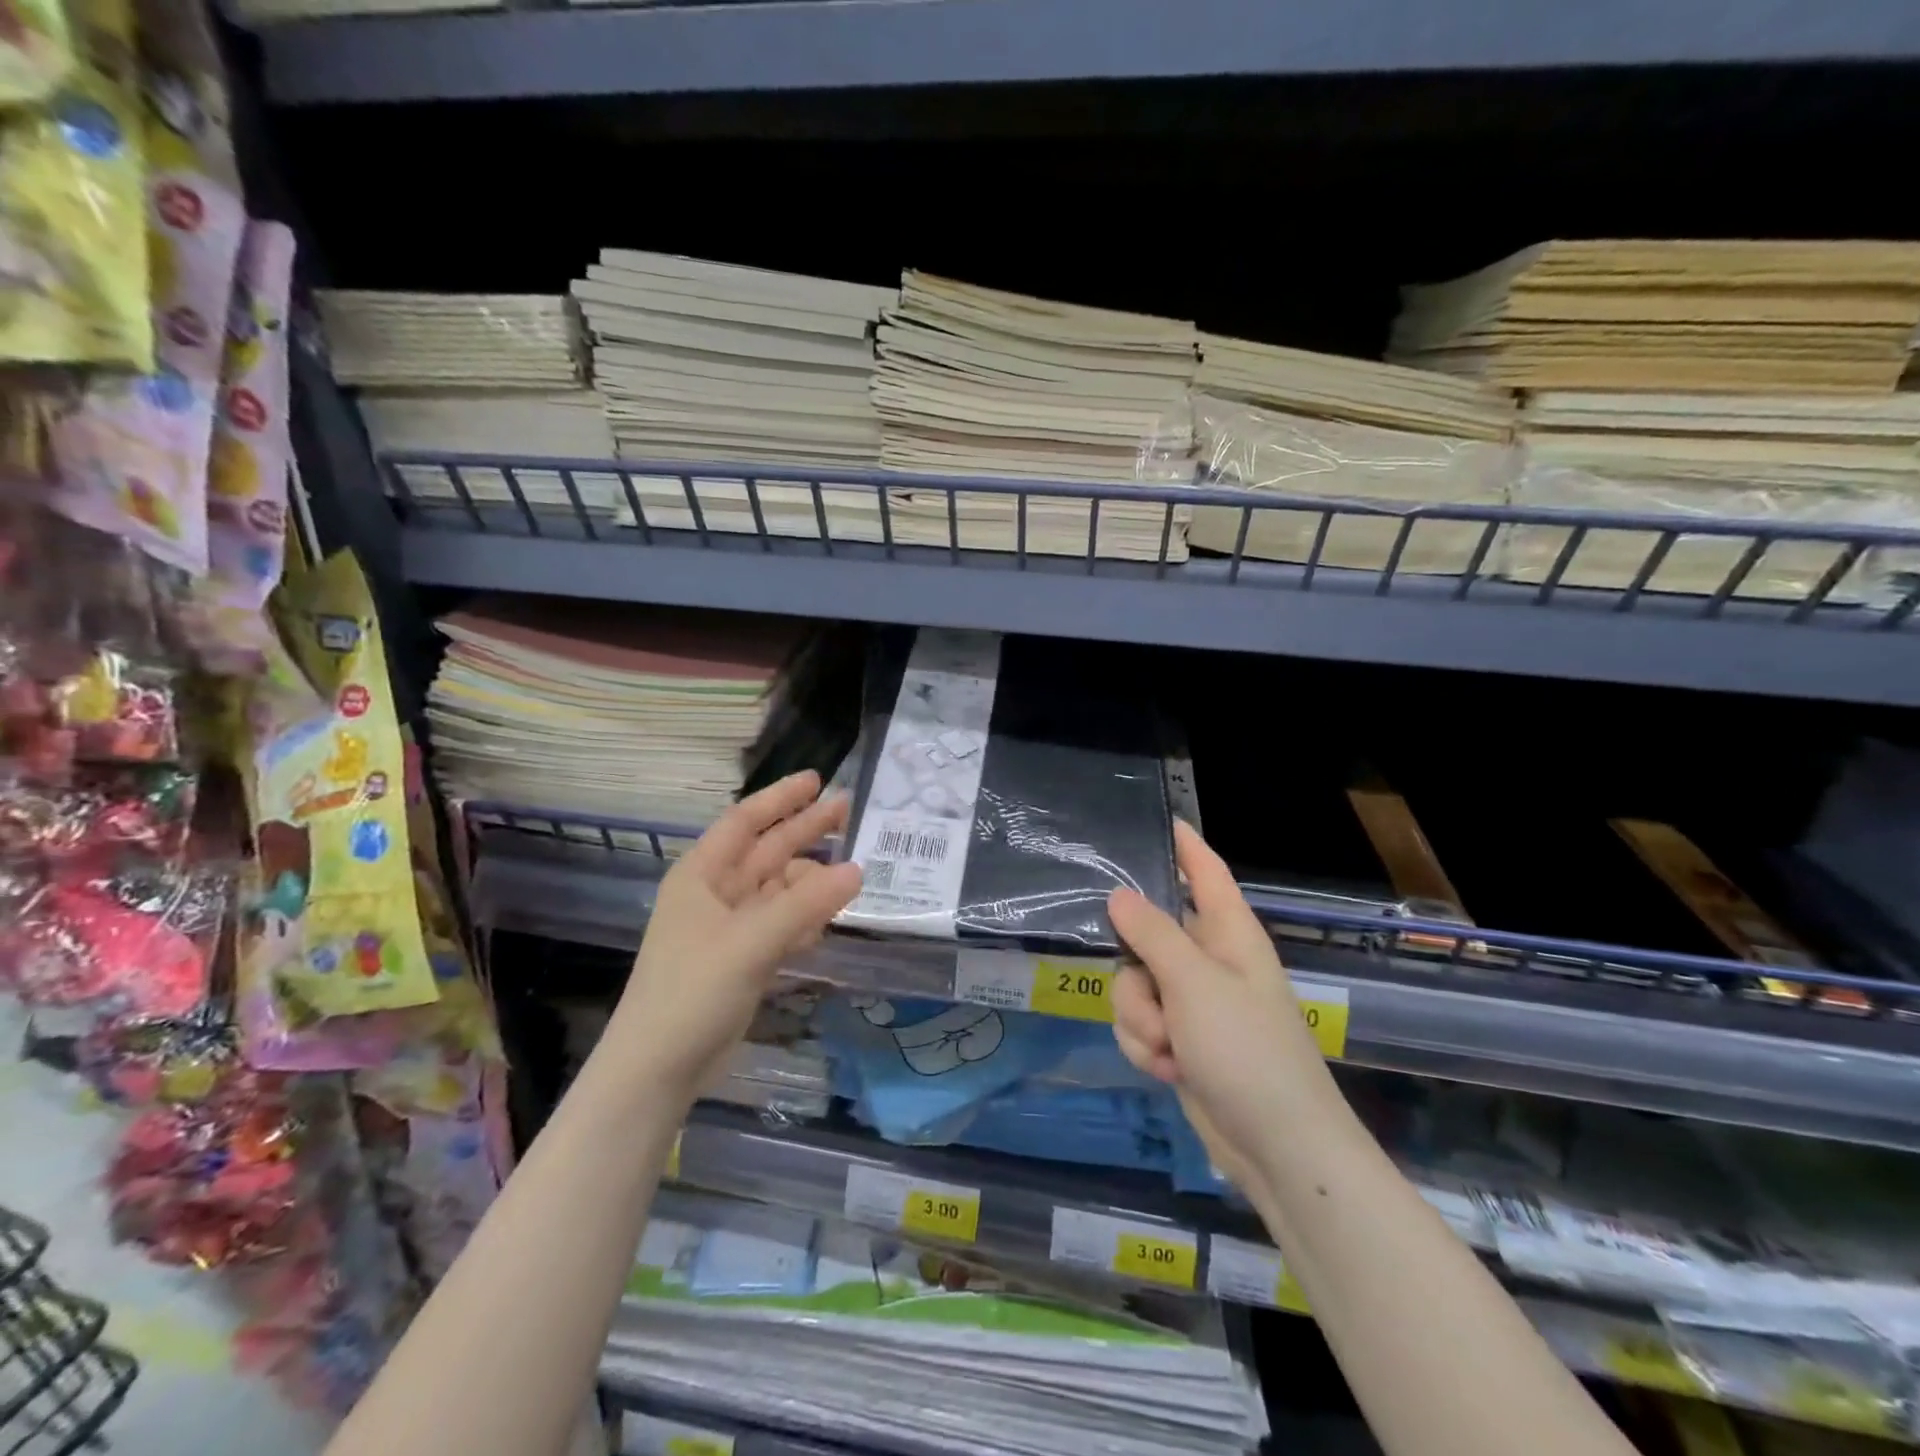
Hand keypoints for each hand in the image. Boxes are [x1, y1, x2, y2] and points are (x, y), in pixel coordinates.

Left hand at [604, 771, 861, 1101]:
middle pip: (768, 851)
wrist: (656, 1070)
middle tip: (849, 810)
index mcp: (702, 875)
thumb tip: (858, 870)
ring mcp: (730, 928)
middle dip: (806, 830)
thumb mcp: (751, 941)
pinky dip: (805, 918)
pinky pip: (782, 924)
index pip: (745, 821)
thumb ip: (806, 904)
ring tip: (853, 873)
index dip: (781, 798)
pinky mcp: (743, 959)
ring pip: (779, 890)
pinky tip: (829, 920)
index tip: (818, 780)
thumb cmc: (692, 991)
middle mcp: (716, 894)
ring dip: (812, 880)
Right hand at [1107, 821, 1329, 1197]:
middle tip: (1150, 994)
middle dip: (1135, 971)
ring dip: (1138, 1018)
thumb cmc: (1247, 1049)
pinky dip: (1144, 1046)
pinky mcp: (1179, 1038)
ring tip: (1167, 1046)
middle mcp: (1208, 959)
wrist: (1276, 1146)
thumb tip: (1118, 895)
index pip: (1204, 870)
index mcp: (1227, 932)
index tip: (1153, 819)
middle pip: (1145, 933)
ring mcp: (1193, 1002)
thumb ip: (1152, 934)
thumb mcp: (1194, 983)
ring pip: (1132, 983)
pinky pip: (1138, 1022)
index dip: (1183, 843)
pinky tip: (1167, 1069)